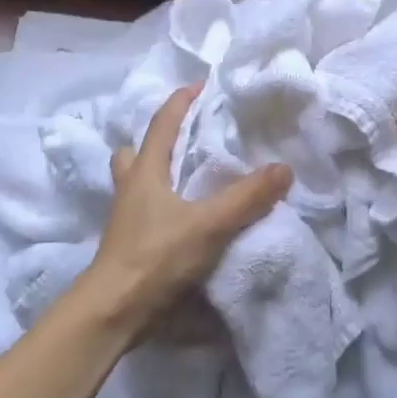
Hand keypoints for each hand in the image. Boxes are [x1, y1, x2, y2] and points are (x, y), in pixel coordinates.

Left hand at [83, 85, 291, 321]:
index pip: (162, 124)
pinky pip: (146, 211)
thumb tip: (283, 168)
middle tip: (188, 137)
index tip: (200, 85)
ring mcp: (126, 218)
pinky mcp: (128, 244)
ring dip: (157, 174)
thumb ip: (246, 198)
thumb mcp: (208, 224)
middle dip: (159, 140)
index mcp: (145, 172)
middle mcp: (130, 188)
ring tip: (189, 177)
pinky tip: (185, 217)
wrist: (113, 311)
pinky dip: (163, 205)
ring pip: (137, 183)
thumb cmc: (155, 257)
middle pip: (137, 153)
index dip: (181, 102)